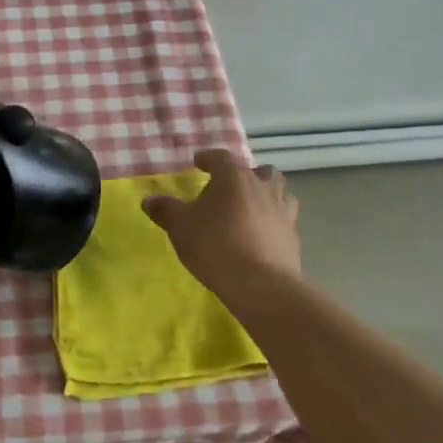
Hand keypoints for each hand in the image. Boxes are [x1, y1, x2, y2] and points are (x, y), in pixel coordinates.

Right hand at [142, 149, 301, 295]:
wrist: (260, 284)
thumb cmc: (215, 245)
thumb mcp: (180, 226)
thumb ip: (165, 210)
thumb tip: (149, 201)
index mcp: (235, 177)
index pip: (221, 157)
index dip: (208, 158)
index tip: (198, 163)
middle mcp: (263, 187)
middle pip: (259, 171)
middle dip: (245, 176)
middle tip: (229, 189)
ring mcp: (283, 211)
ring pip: (279, 192)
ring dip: (264, 196)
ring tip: (248, 210)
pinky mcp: (293, 237)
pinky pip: (283, 220)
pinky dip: (272, 222)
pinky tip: (259, 236)